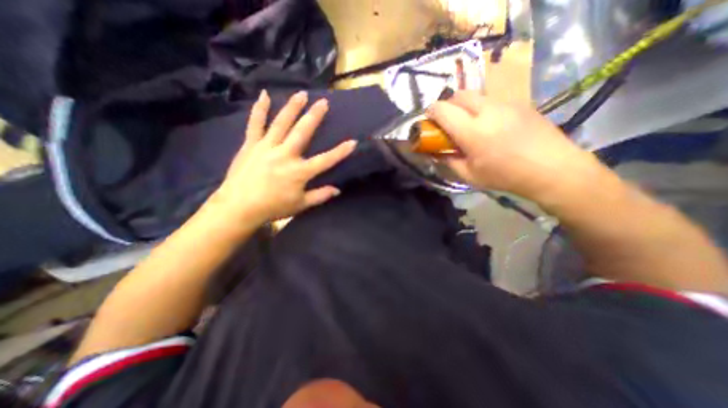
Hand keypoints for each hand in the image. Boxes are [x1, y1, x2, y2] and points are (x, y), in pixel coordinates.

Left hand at [209, 89, 357, 224]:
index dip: (340, 151)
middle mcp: (285, 155)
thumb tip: (337, 190)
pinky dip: (260, 109)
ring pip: (281, 123)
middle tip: (323, 101)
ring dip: (293, 107)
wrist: (239, 207)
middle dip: (315, 116)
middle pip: (303, 132)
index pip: (325, 160)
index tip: (353, 142)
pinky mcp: (251, 145)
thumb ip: (320, 196)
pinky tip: (265, 95)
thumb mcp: (301, 205)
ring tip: (301, 94)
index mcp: (299, 172)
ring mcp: (266, 147)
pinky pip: (255, 124)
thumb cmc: (273, 207)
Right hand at [428, 91, 596, 200]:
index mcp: (471, 131)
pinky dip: (481, 107)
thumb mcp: (469, 176)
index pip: (442, 110)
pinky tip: (489, 123)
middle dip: (447, 105)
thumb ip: (448, 162)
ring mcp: (505, 103)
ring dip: (464, 105)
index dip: (430, 112)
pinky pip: (491, 99)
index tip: (428, 120)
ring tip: (467, 122)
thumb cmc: (505, 176)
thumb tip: (435, 153)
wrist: (552, 168)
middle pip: (458, 95)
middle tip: (447, 121)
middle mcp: (486, 110)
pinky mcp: (519, 102)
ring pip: (475, 95)